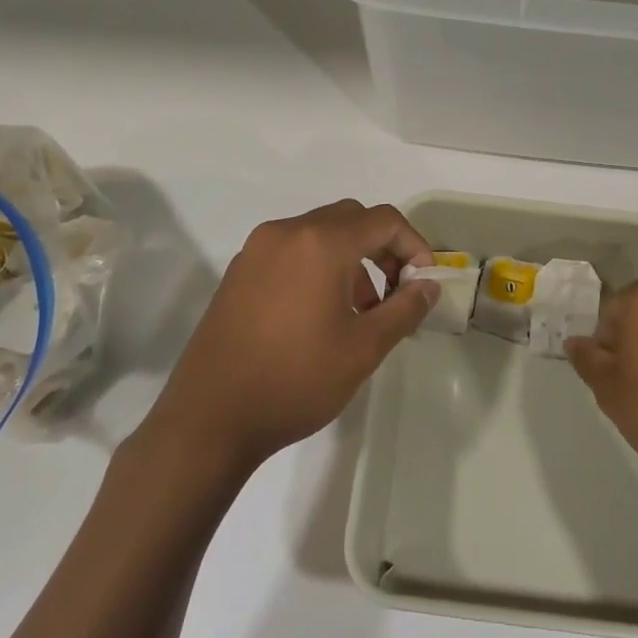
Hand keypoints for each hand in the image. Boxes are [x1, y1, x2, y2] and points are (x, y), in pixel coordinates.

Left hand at [144, 199, 436, 474]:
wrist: (209, 418)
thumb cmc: (296, 380)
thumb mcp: (363, 349)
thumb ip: (404, 309)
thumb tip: (428, 286)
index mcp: (320, 242)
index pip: (384, 220)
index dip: (414, 246)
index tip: (423, 283)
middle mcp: (287, 232)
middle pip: (351, 219)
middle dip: (383, 248)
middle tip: (395, 292)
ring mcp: (257, 249)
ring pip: (320, 233)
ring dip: (350, 258)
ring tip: (360, 311)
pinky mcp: (239, 271)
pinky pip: (292, 251)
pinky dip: (318, 266)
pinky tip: (319, 314)